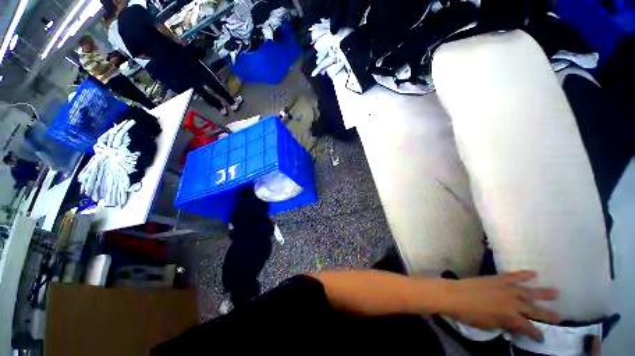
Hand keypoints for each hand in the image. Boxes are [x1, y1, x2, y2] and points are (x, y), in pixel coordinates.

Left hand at [443, 271, 559, 340]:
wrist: (454, 295)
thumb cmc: (470, 314)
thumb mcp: (489, 326)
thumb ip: (504, 324)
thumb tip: (512, 324)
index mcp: (511, 318)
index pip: (528, 328)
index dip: (536, 334)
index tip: (542, 338)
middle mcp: (513, 303)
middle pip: (534, 310)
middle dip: (547, 315)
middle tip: (560, 317)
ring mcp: (506, 289)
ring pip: (529, 291)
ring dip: (543, 293)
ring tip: (556, 293)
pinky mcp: (498, 279)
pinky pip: (513, 276)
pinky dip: (524, 274)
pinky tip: (534, 272)